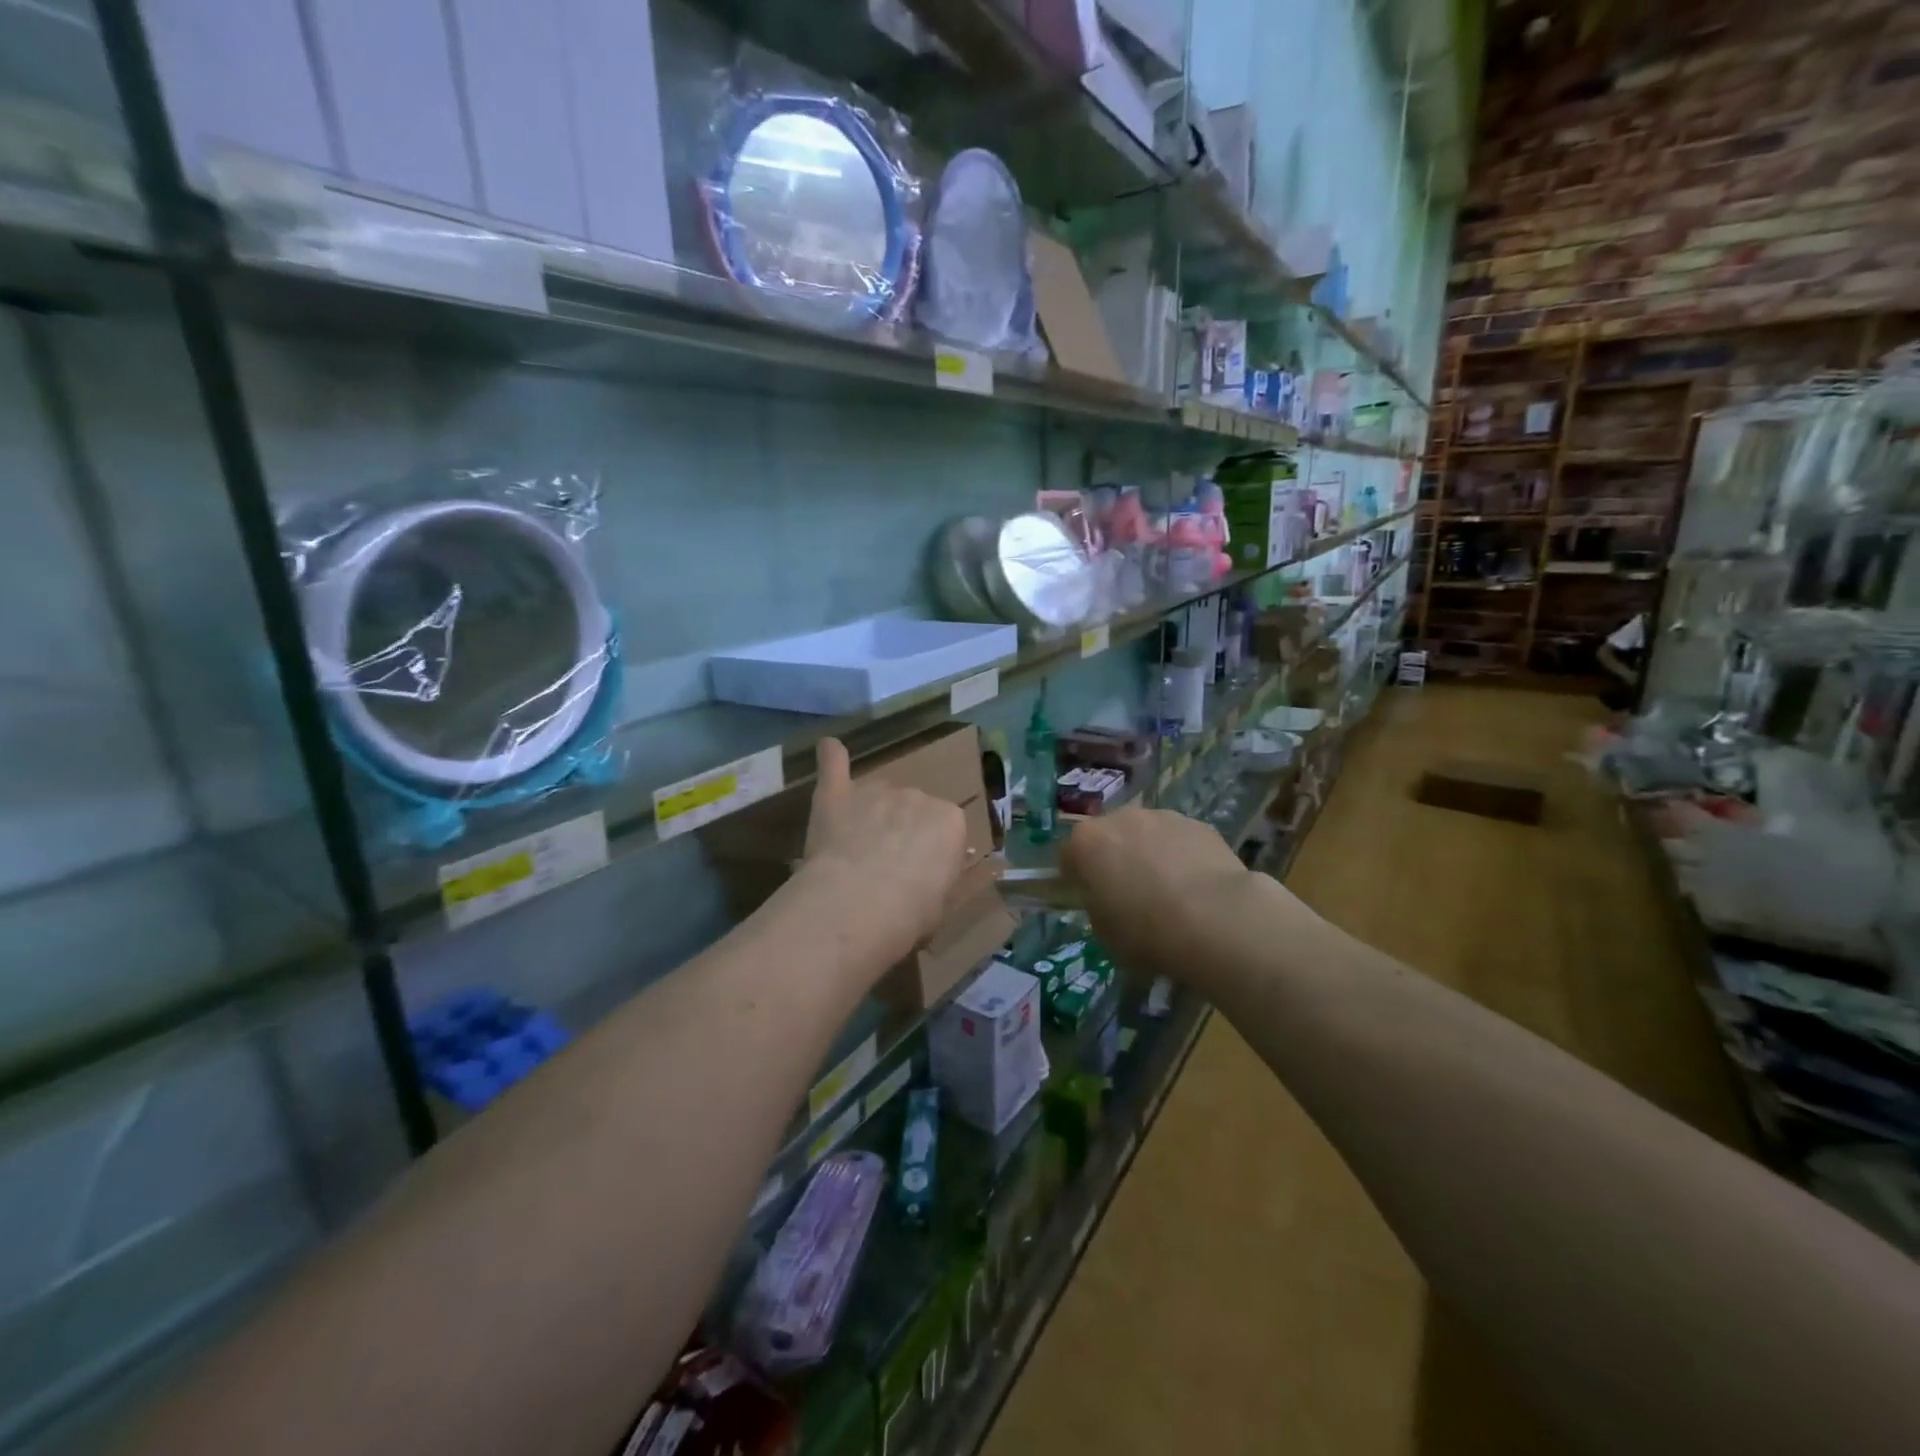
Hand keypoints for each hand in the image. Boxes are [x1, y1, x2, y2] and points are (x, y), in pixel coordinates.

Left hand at [799, 737, 967, 963]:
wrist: (859, 903)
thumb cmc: (909, 913)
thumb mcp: (940, 903)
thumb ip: (936, 879)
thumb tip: (929, 876)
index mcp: (951, 821)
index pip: (945, 831)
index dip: (929, 855)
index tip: (917, 878)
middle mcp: (918, 796)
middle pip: (910, 809)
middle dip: (900, 832)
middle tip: (883, 868)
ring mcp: (876, 790)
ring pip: (876, 795)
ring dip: (869, 814)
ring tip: (852, 850)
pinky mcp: (837, 793)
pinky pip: (835, 764)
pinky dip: (832, 756)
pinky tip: (829, 748)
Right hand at [1062, 805, 1262, 977]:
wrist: (1215, 919)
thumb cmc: (1146, 931)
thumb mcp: (1104, 933)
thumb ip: (1097, 906)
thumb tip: (1106, 899)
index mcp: (1086, 842)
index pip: (1069, 855)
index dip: (1078, 878)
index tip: (1091, 899)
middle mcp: (1120, 818)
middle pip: (1109, 837)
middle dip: (1115, 859)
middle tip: (1130, 895)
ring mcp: (1162, 816)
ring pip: (1146, 834)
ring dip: (1149, 854)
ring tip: (1169, 892)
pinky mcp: (1198, 824)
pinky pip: (1179, 840)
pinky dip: (1182, 856)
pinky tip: (1197, 888)